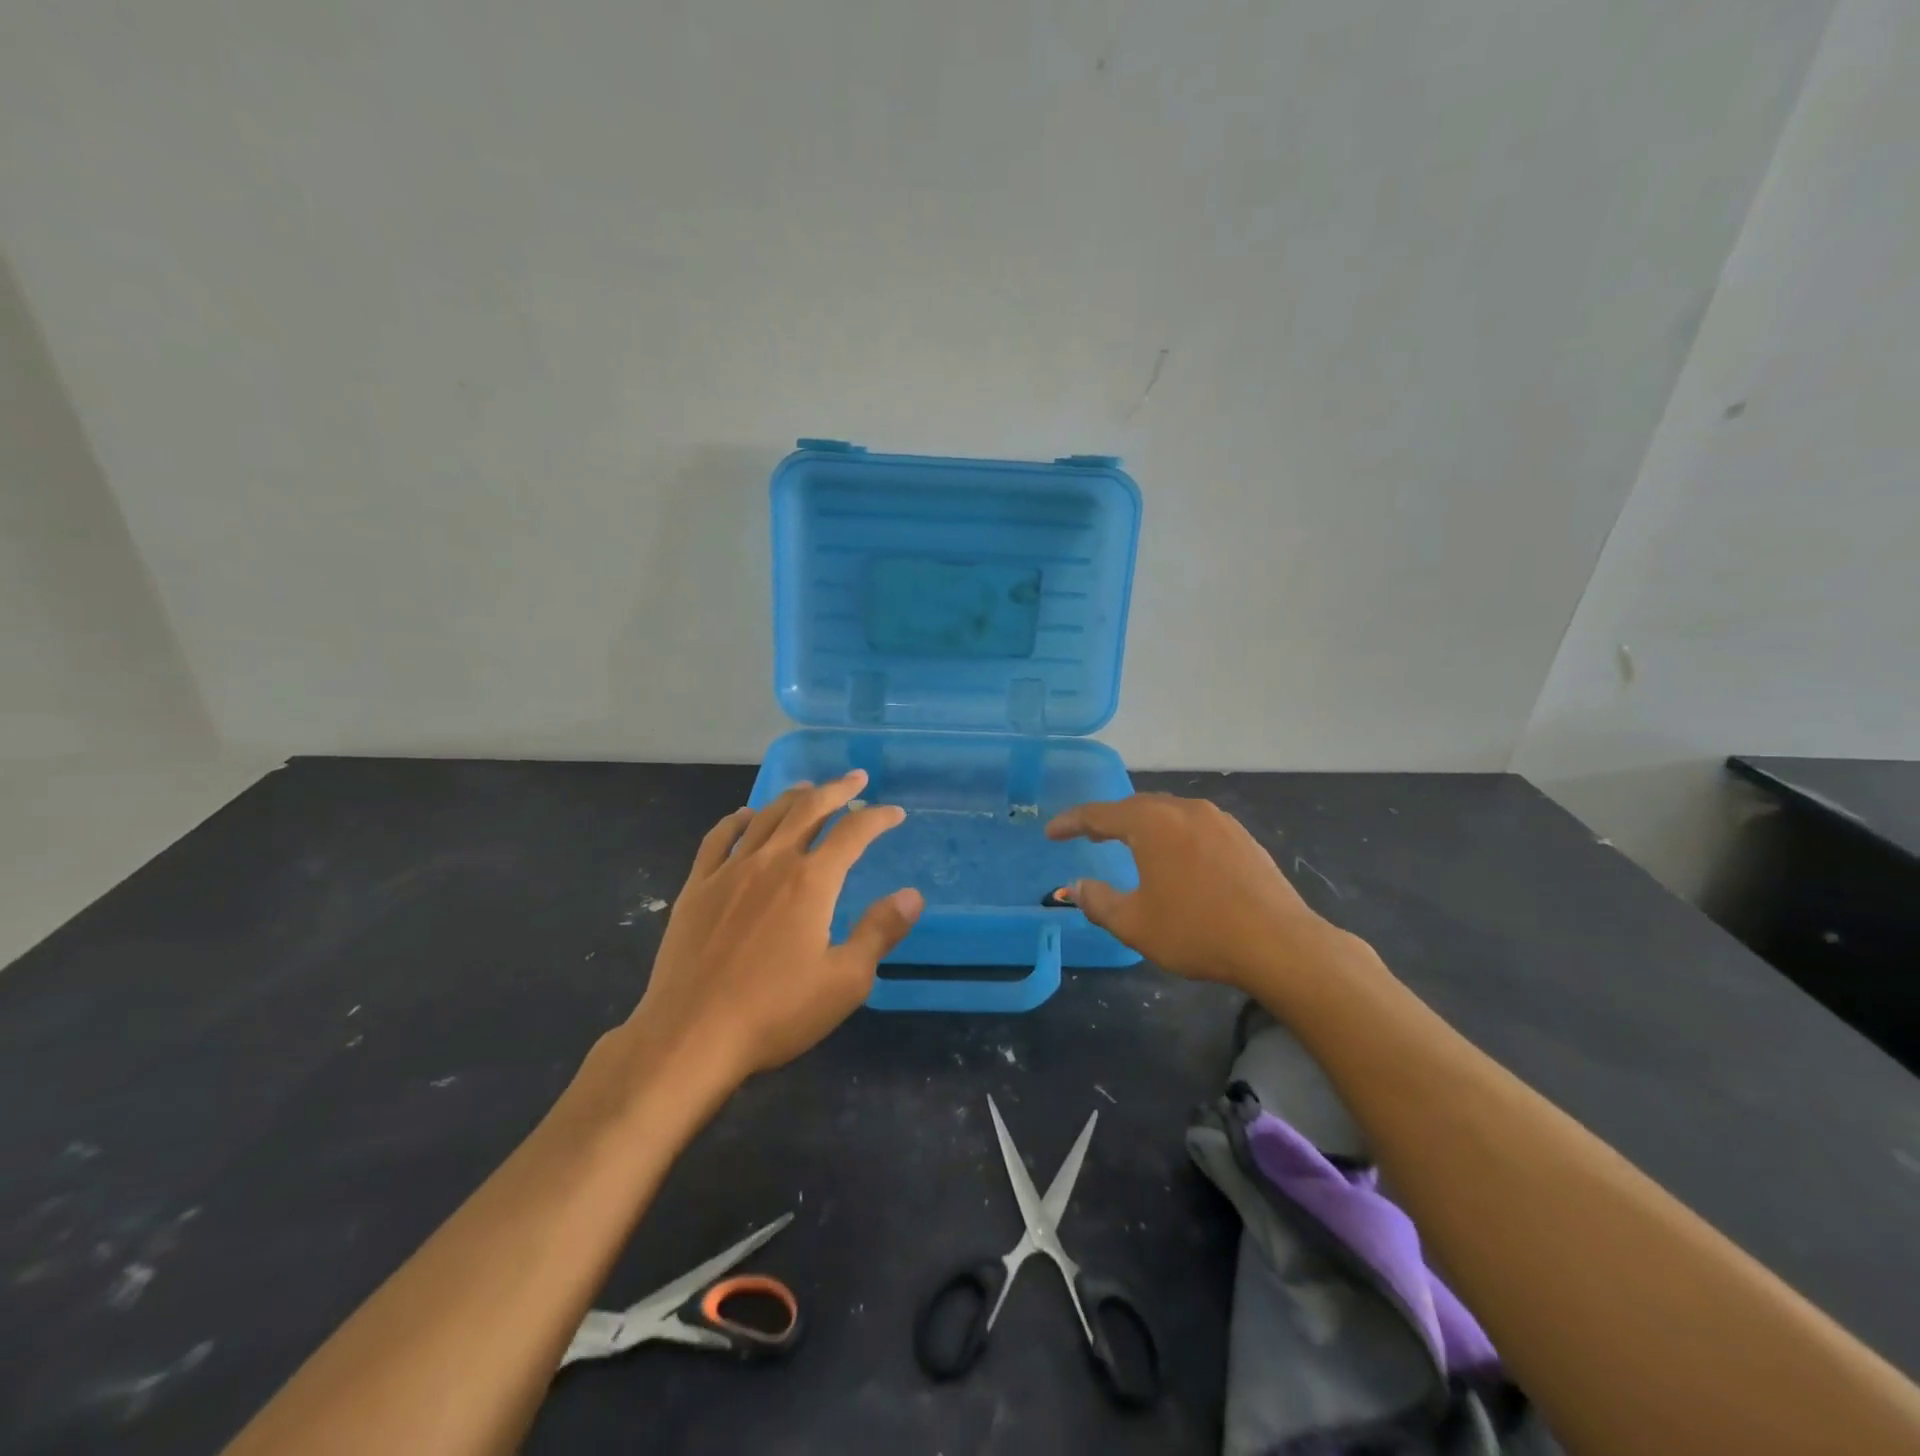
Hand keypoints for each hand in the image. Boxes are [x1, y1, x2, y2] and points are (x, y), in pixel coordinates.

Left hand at [629, 771, 921, 1088]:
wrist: (691, 1035)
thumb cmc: (775, 1011)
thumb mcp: (845, 980)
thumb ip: (880, 931)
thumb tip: (912, 895)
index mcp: (811, 882)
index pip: (853, 833)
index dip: (877, 818)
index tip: (894, 813)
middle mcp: (772, 862)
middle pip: (808, 810)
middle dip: (836, 790)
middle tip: (856, 779)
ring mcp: (729, 871)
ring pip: (766, 817)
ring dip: (792, 797)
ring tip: (808, 788)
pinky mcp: (697, 888)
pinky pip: (718, 838)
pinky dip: (736, 820)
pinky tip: (744, 816)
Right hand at [1046, 793, 1360, 992]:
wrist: (1278, 943)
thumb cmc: (1197, 931)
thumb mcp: (1134, 923)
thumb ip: (1097, 902)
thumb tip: (1076, 886)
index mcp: (1151, 822)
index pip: (1099, 814)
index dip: (1071, 822)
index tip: (1051, 832)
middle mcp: (1183, 809)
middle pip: (1135, 808)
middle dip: (1108, 820)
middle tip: (1087, 835)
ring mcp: (1218, 820)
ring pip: (1168, 814)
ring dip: (1143, 827)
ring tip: (1128, 844)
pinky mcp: (1242, 837)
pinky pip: (1194, 827)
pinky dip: (1173, 836)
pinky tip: (1176, 858)